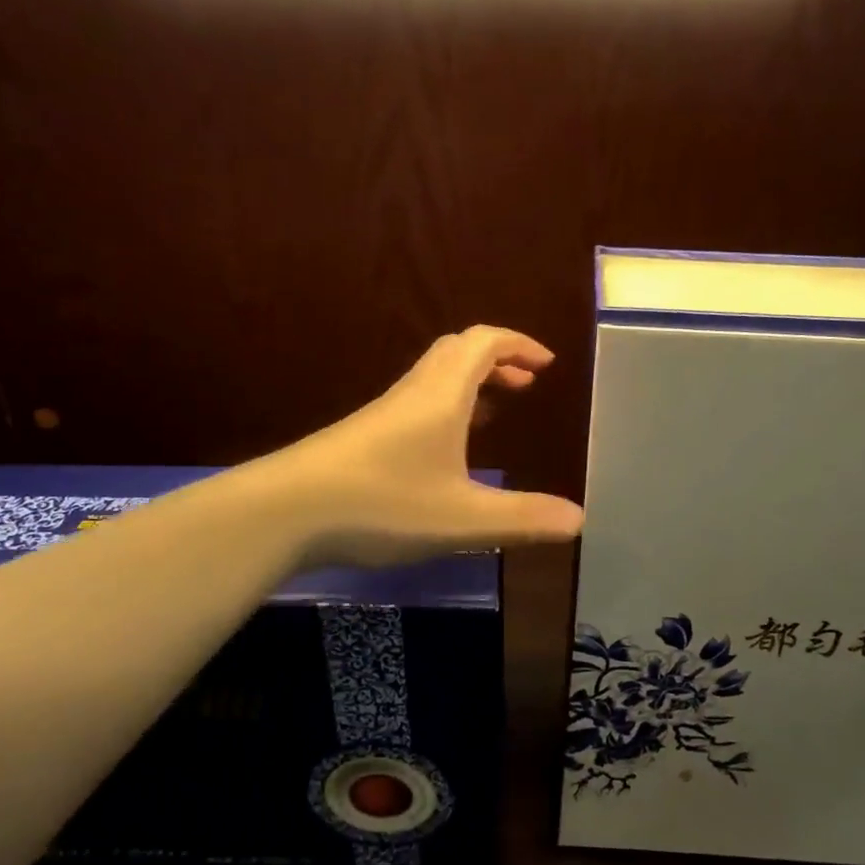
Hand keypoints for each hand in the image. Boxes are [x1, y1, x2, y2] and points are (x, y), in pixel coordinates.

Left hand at [269, 325, 584, 568]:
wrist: (285, 511)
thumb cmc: (382, 504)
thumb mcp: (463, 519)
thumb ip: (523, 519)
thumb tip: (579, 520)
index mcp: (442, 396)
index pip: (484, 343)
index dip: (519, 344)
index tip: (546, 365)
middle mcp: (414, 393)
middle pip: (458, 351)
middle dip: (497, 360)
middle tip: (525, 385)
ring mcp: (384, 413)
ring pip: (434, 377)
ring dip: (471, 383)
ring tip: (497, 412)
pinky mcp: (363, 435)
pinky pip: (416, 403)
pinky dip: (446, 407)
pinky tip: (448, 449)